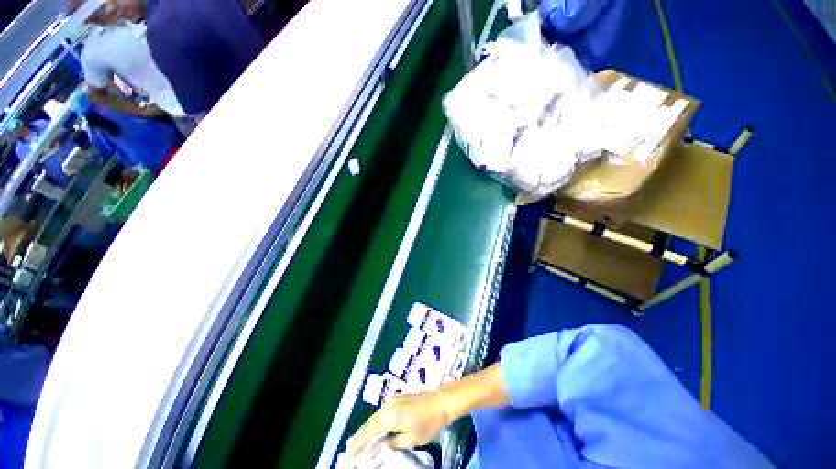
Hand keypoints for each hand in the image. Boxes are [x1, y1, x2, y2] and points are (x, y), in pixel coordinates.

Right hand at [346, 391, 456, 458]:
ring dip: (367, 428)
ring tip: (360, 441)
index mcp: (390, 416)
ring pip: (375, 416)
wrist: (440, 402)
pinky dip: (375, 422)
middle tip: (351, 449)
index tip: (350, 454)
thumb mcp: (411, 439)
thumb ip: (392, 443)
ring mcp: (393, 399)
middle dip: (359, 436)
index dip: (358, 443)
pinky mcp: (398, 398)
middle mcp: (388, 405)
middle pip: (369, 422)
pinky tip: (375, 429)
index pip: (369, 431)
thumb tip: (378, 447)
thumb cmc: (428, 423)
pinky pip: (382, 411)